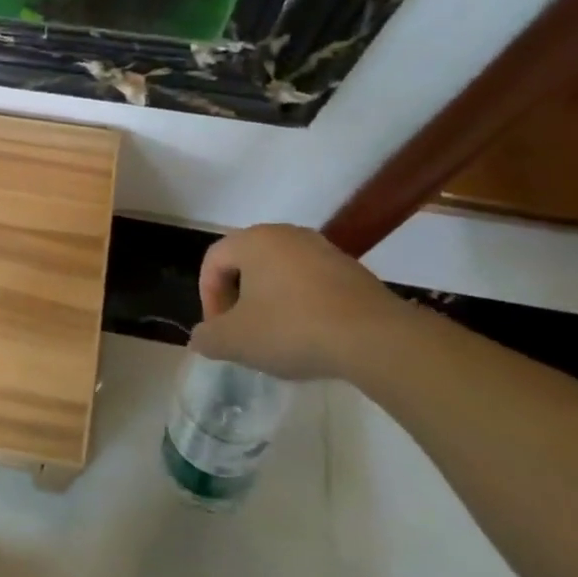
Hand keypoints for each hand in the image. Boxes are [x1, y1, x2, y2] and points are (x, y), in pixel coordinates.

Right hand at [188, 224, 408, 381]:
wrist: (377, 339)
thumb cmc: (292, 329)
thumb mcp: (235, 341)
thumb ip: (208, 337)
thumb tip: (201, 339)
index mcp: (253, 240)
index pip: (213, 261)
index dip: (208, 297)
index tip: (219, 329)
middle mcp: (287, 235)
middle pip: (247, 264)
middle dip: (239, 299)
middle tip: (243, 332)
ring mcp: (324, 250)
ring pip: (282, 274)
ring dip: (271, 302)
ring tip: (277, 338)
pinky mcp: (354, 271)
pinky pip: (313, 285)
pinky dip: (303, 306)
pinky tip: (312, 336)